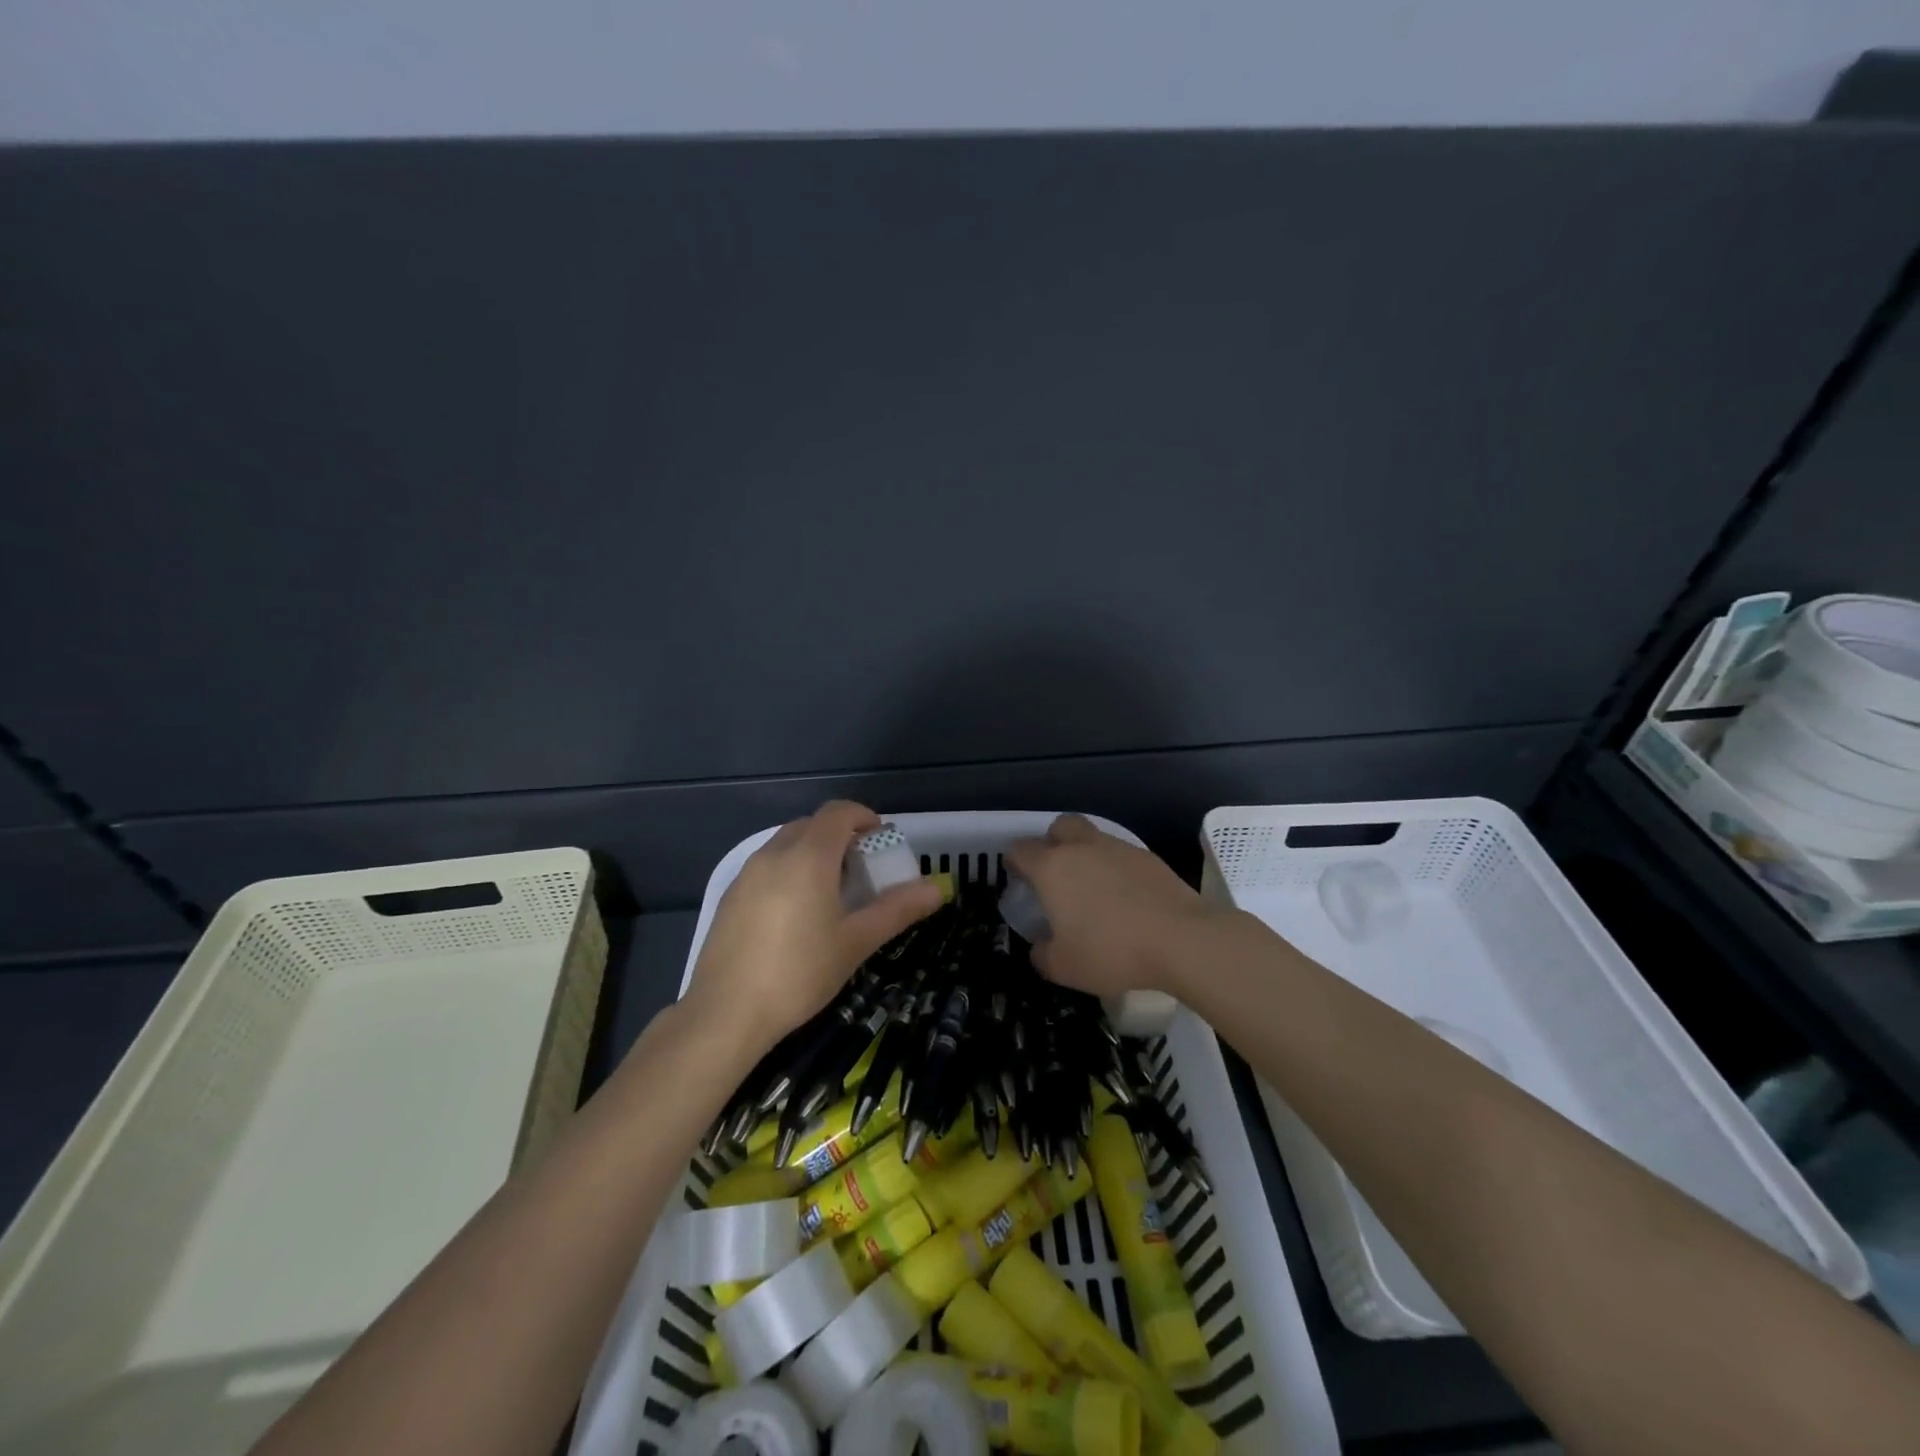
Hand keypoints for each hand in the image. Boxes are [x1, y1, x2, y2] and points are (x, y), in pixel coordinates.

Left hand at [683, 801, 944, 1055]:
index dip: (863, 817)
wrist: (725, 1013)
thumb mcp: (856, 942)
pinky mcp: (729, 896)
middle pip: (811, 825)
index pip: (838, 812)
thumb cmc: (800, 973)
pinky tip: (795, 914)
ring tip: (830, 892)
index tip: (880, 840)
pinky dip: (789, 871)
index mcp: (808, 857)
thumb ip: (897, 909)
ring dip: (813, 852)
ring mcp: (746, 874)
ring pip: (786, 844)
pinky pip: (767, 866)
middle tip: (861, 869)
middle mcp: (774, 854)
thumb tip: (937, 888)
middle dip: (840, 836)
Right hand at [1004, 814, 1217, 998]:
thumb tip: (1040, 947)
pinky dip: (1116, 869)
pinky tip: (1124, 897)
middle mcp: (1082, 848)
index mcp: (1052, 868)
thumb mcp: (1064, 968)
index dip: (1014, 862)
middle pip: (1059, 827)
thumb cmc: (1112, 951)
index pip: (1020, 849)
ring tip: (1092, 889)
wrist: (1181, 940)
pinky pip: (1121, 855)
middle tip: (1055, 874)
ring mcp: (1118, 848)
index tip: (1018, 879)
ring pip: (1092, 837)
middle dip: (1051, 842)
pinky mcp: (1149, 857)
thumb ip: (1042, 955)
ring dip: (1085, 854)